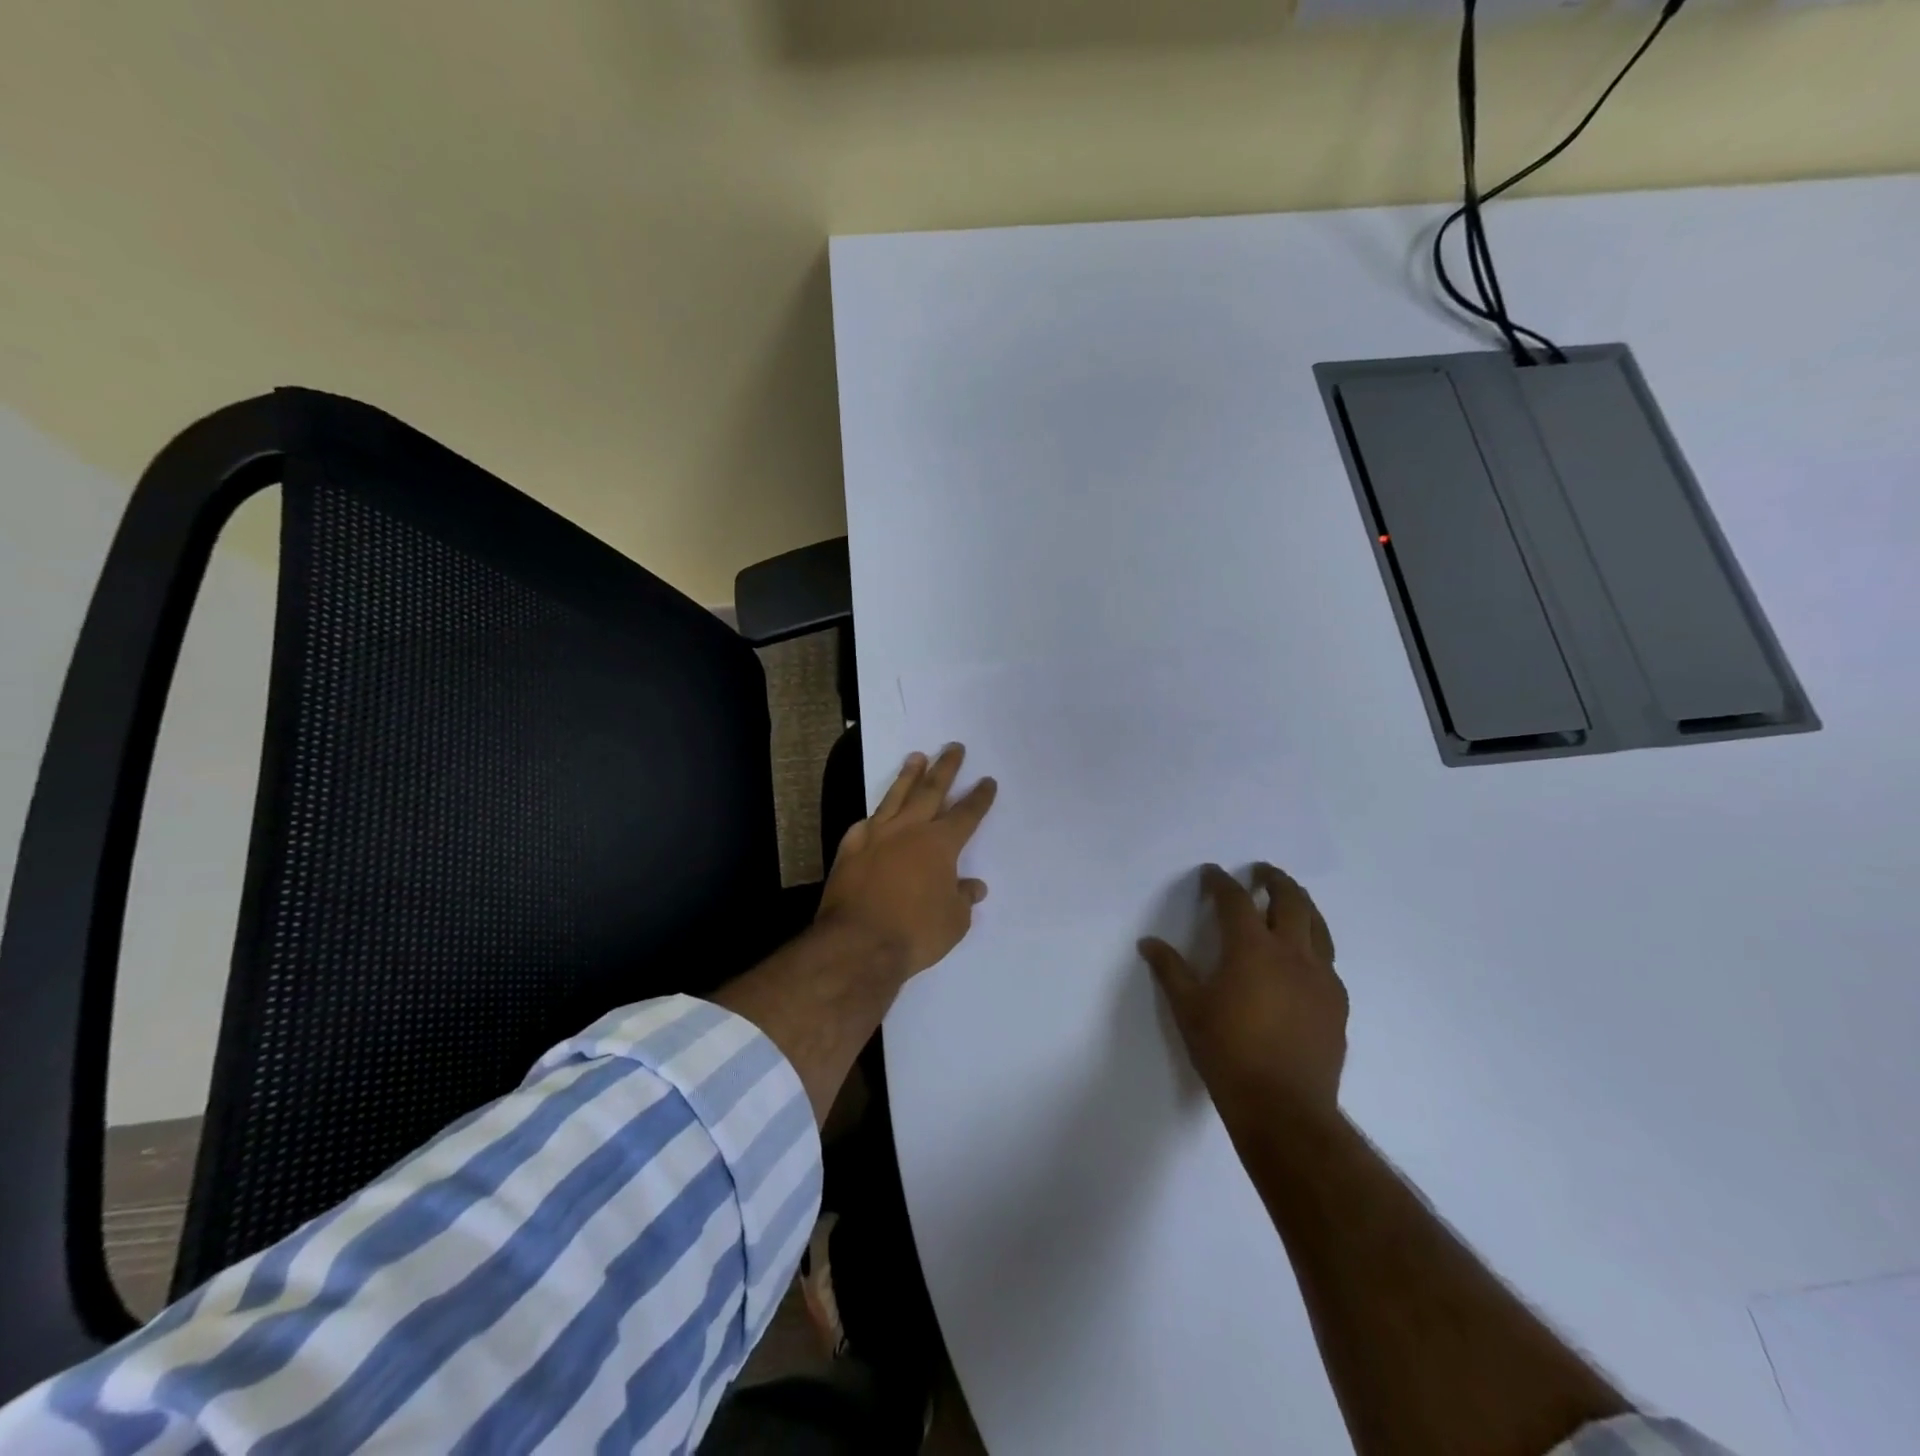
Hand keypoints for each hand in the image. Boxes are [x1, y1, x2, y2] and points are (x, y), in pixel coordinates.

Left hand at [817, 744, 997, 979]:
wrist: (857, 943)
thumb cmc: (915, 933)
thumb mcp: (953, 922)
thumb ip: (963, 898)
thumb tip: (972, 886)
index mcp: (940, 844)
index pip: (966, 814)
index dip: (979, 797)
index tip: (987, 781)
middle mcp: (909, 830)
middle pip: (931, 791)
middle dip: (946, 768)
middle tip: (954, 747)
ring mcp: (876, 836)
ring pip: (895, 797)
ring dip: (908, 776)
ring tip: (916, 756)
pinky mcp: (850, 849)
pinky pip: (865, 824)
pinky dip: (874, 817)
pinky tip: (874, 814)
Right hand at [1140, 863, 1347, 1121]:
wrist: (1283, 1108)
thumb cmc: (1227, 1052)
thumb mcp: (1188, 1008)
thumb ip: (1170, 970)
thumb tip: (1149, 943)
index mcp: (1251, 948)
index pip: (1236, 900)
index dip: (1221, 882)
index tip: (1212, 874)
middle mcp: (1291, 953)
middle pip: (1290, 901)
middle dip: (1274, 880)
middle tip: (1262, 872)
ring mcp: (1321, 978)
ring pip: (1318, 926)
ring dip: (1302, 905)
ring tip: (1290, 901)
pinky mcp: (1337, 1003)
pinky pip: (1327, 960)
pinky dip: (1314, 945)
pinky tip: (1303, 959)